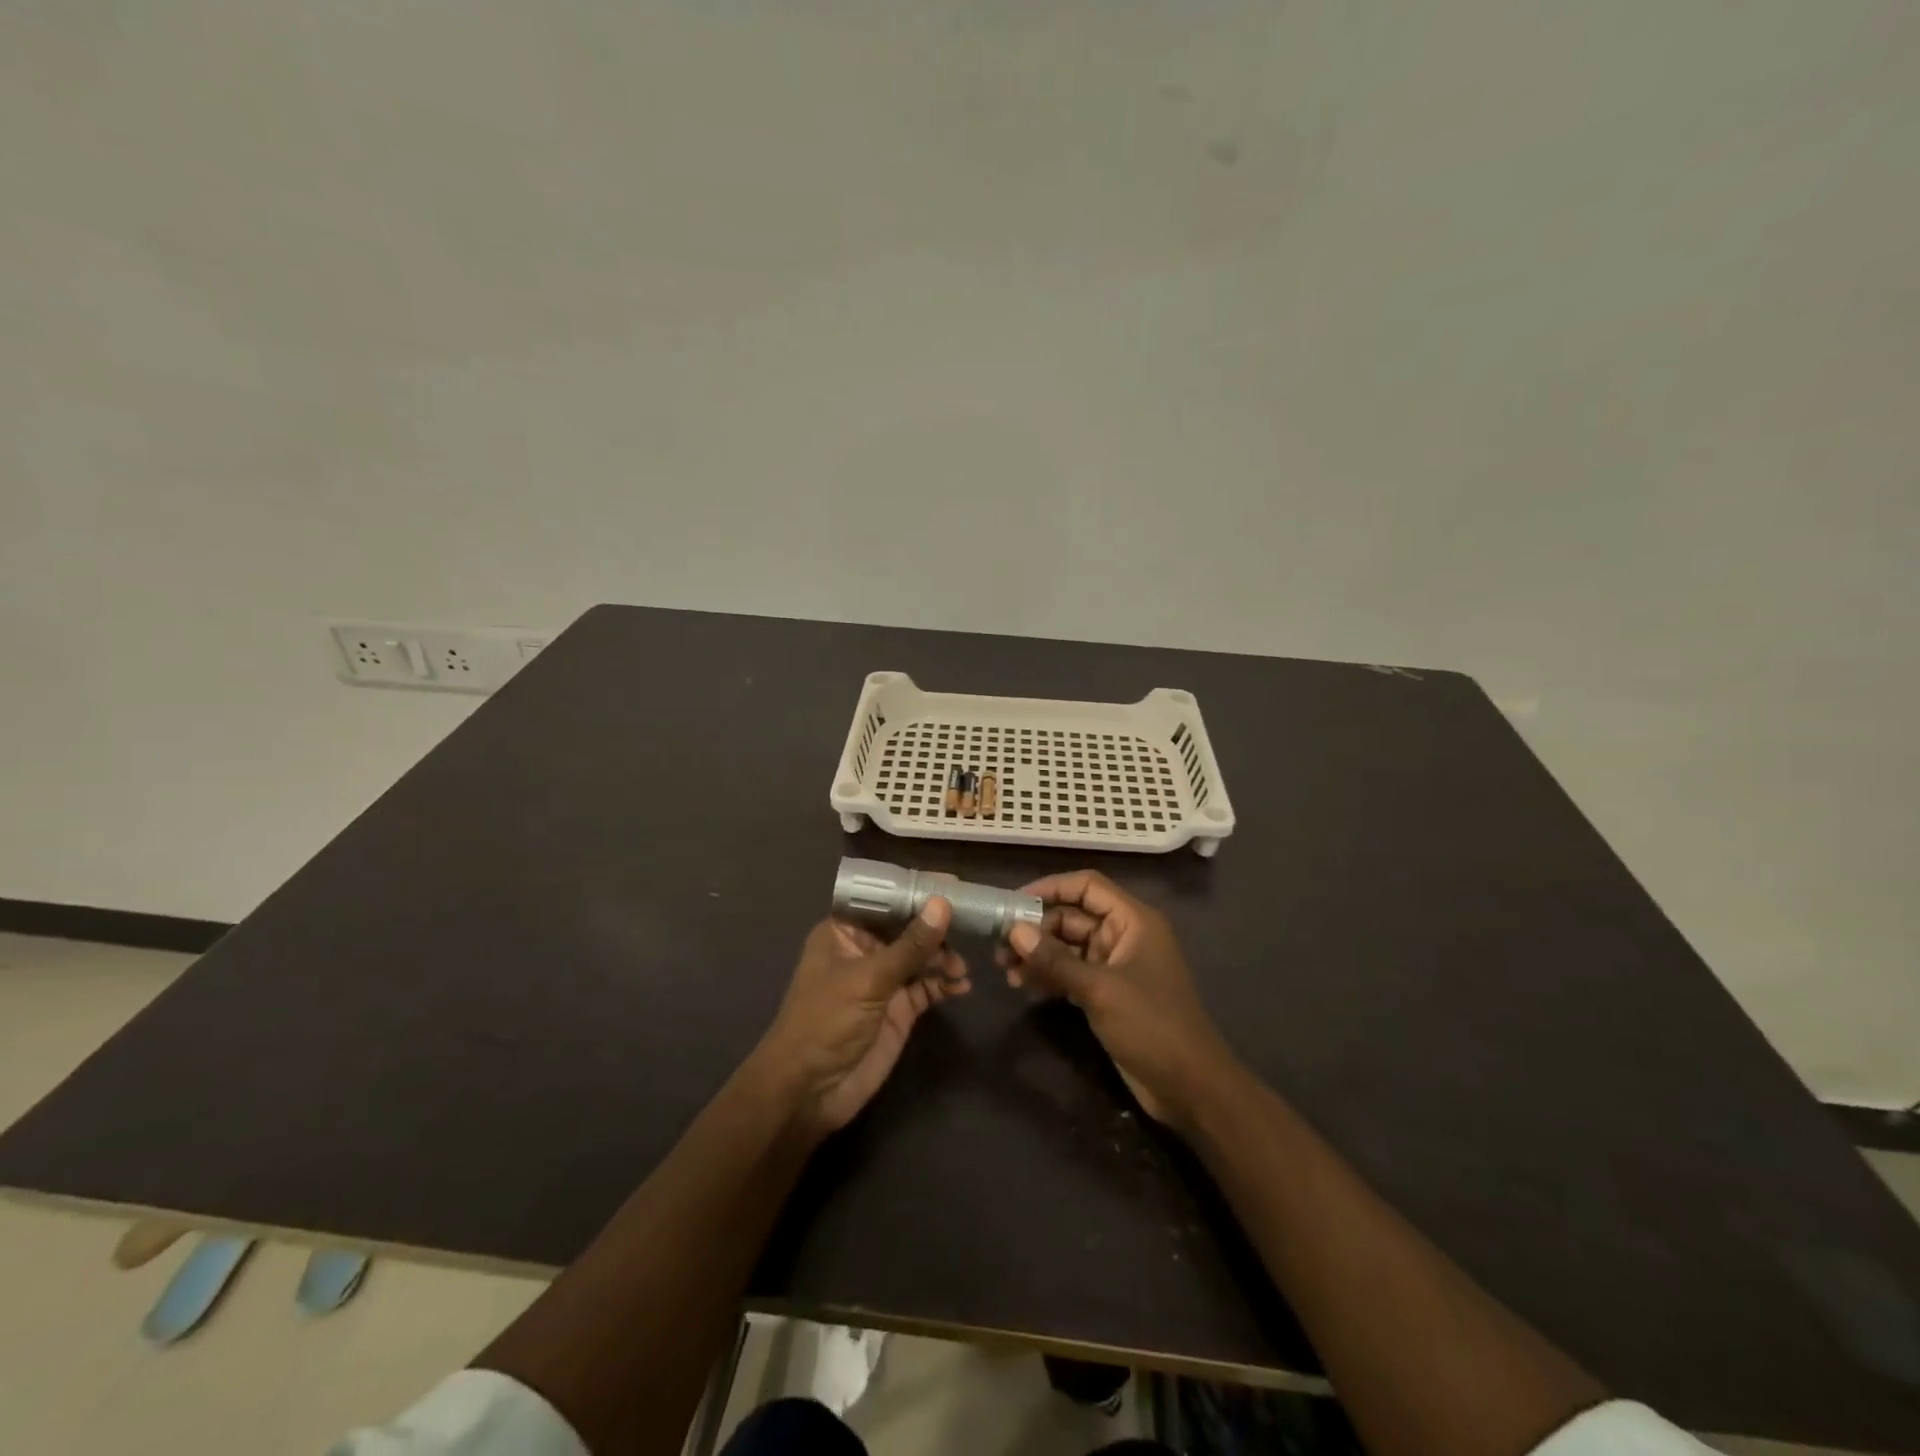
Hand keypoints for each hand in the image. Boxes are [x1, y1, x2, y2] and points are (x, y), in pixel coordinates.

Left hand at [756, 899, 969, 1136]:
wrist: (809, 1092)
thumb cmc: (826, 1022)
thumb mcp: (868, 979)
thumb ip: (910, 945)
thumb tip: (943, 904)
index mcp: (844, 931)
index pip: (884, 899)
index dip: (916, 890)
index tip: (953, 884)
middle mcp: (865, 950)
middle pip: (908, 926)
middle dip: (937, 926)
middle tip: (972, 923)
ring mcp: (884, 980)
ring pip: (922, 956)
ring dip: (944, 957)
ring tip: (960, 967)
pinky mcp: (899, 1009)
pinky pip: (928, 987)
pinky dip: (945, 984)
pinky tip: (961, 985)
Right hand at [1001, 870, 1235, 1131]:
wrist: (1190, 1087)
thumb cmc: (1152, 1026)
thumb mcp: (1100, 990)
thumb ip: (1055, 959)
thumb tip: (1015, 931)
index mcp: (1133, 921)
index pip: (1087, 887)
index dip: (1050, 888)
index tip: (1014, 903)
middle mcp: (1124, 935)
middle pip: (1073, 917)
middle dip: (1037, 928)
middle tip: (1000, 946)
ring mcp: (1116, 966)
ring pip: (1069, 946)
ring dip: (1039, 954)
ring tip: (1006, 970)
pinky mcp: (1108, 993)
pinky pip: (1072, 972)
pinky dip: (1049, 976)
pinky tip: (1024, 986)